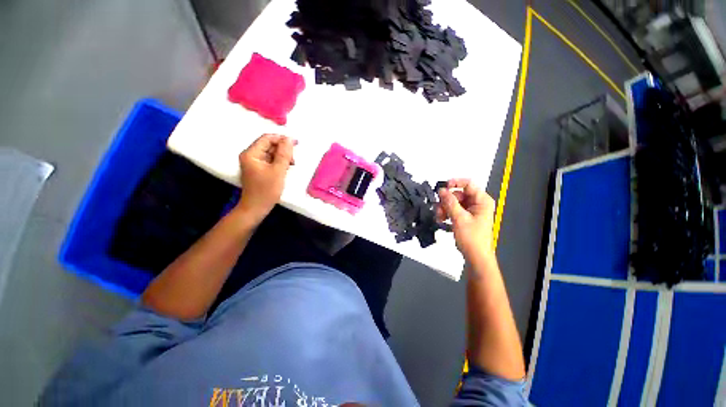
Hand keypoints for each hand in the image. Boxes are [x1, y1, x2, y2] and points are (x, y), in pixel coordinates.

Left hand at [236, 134, 294, 221]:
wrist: (256, 208)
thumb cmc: (266, 190)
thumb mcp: (278, 171)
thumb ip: (284, 154)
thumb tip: (289, 139)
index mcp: (251, 154)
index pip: (267, 138)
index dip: (282, 139)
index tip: (296, 144)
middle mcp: (250, 156)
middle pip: (268, 145)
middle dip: (283, 150)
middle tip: (293, 160)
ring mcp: (254, 163)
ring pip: (270, 153)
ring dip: (282, 157)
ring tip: (291, 165)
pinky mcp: (258, 170)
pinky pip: (270, 161)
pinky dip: (278, 163)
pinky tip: (285, 169)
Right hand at [437, 179, 495, 262]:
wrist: (476, 256)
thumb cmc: (471, 237)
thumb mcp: (459, 218)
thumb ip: (450, 202)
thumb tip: (441, 190)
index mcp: (482, 201)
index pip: (468, 184)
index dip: (455, 183)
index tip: (442, 188)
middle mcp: (478, 203)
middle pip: (459, 194)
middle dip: (446, 201)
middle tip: (438, 209)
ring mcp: (472, 210)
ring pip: (454, 202)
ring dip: (444, 208)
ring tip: (439, 217)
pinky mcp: (466, 217)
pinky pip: (454, 210)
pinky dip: (447, 213)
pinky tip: (441, 220)